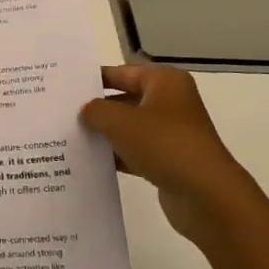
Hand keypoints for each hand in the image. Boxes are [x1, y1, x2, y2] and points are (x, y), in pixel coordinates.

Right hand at [80, 64, 239, 240]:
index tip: (65, 86)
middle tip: (62, 112)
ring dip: (105, 134)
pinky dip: (117, 155)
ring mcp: (171, 133)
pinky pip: (136, 152)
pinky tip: (91, 162)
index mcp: (164, 82)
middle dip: (98, 108)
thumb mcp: (120, 121)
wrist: (206, 196)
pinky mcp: (169, 161)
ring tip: (70, 137)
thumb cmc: (164, 144)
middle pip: (125, 99)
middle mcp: (170, 102)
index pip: (121, 72)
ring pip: (129, 128)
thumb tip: (86, 111)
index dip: (94, 78)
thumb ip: (96, 111)